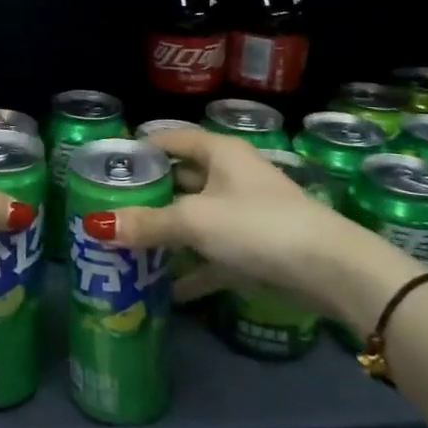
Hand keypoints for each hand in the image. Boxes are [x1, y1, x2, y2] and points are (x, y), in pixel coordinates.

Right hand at [92, 128, 418, 328]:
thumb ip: (148, 224)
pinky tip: (165, 289)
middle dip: (150, 194)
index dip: (143, 147)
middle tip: (111, 206)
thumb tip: (96, 225)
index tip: (111, 163)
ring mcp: (246, 214)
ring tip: (129, 246)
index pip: (173, 139)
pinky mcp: (256, 250)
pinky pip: (214, 255)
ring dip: (169, 233)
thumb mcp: (195, 221)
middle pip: (183, 179)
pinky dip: (193, 269)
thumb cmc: (257, 225)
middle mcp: (232, 177)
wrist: (330, 271)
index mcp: (220, 154)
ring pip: (197, 219)